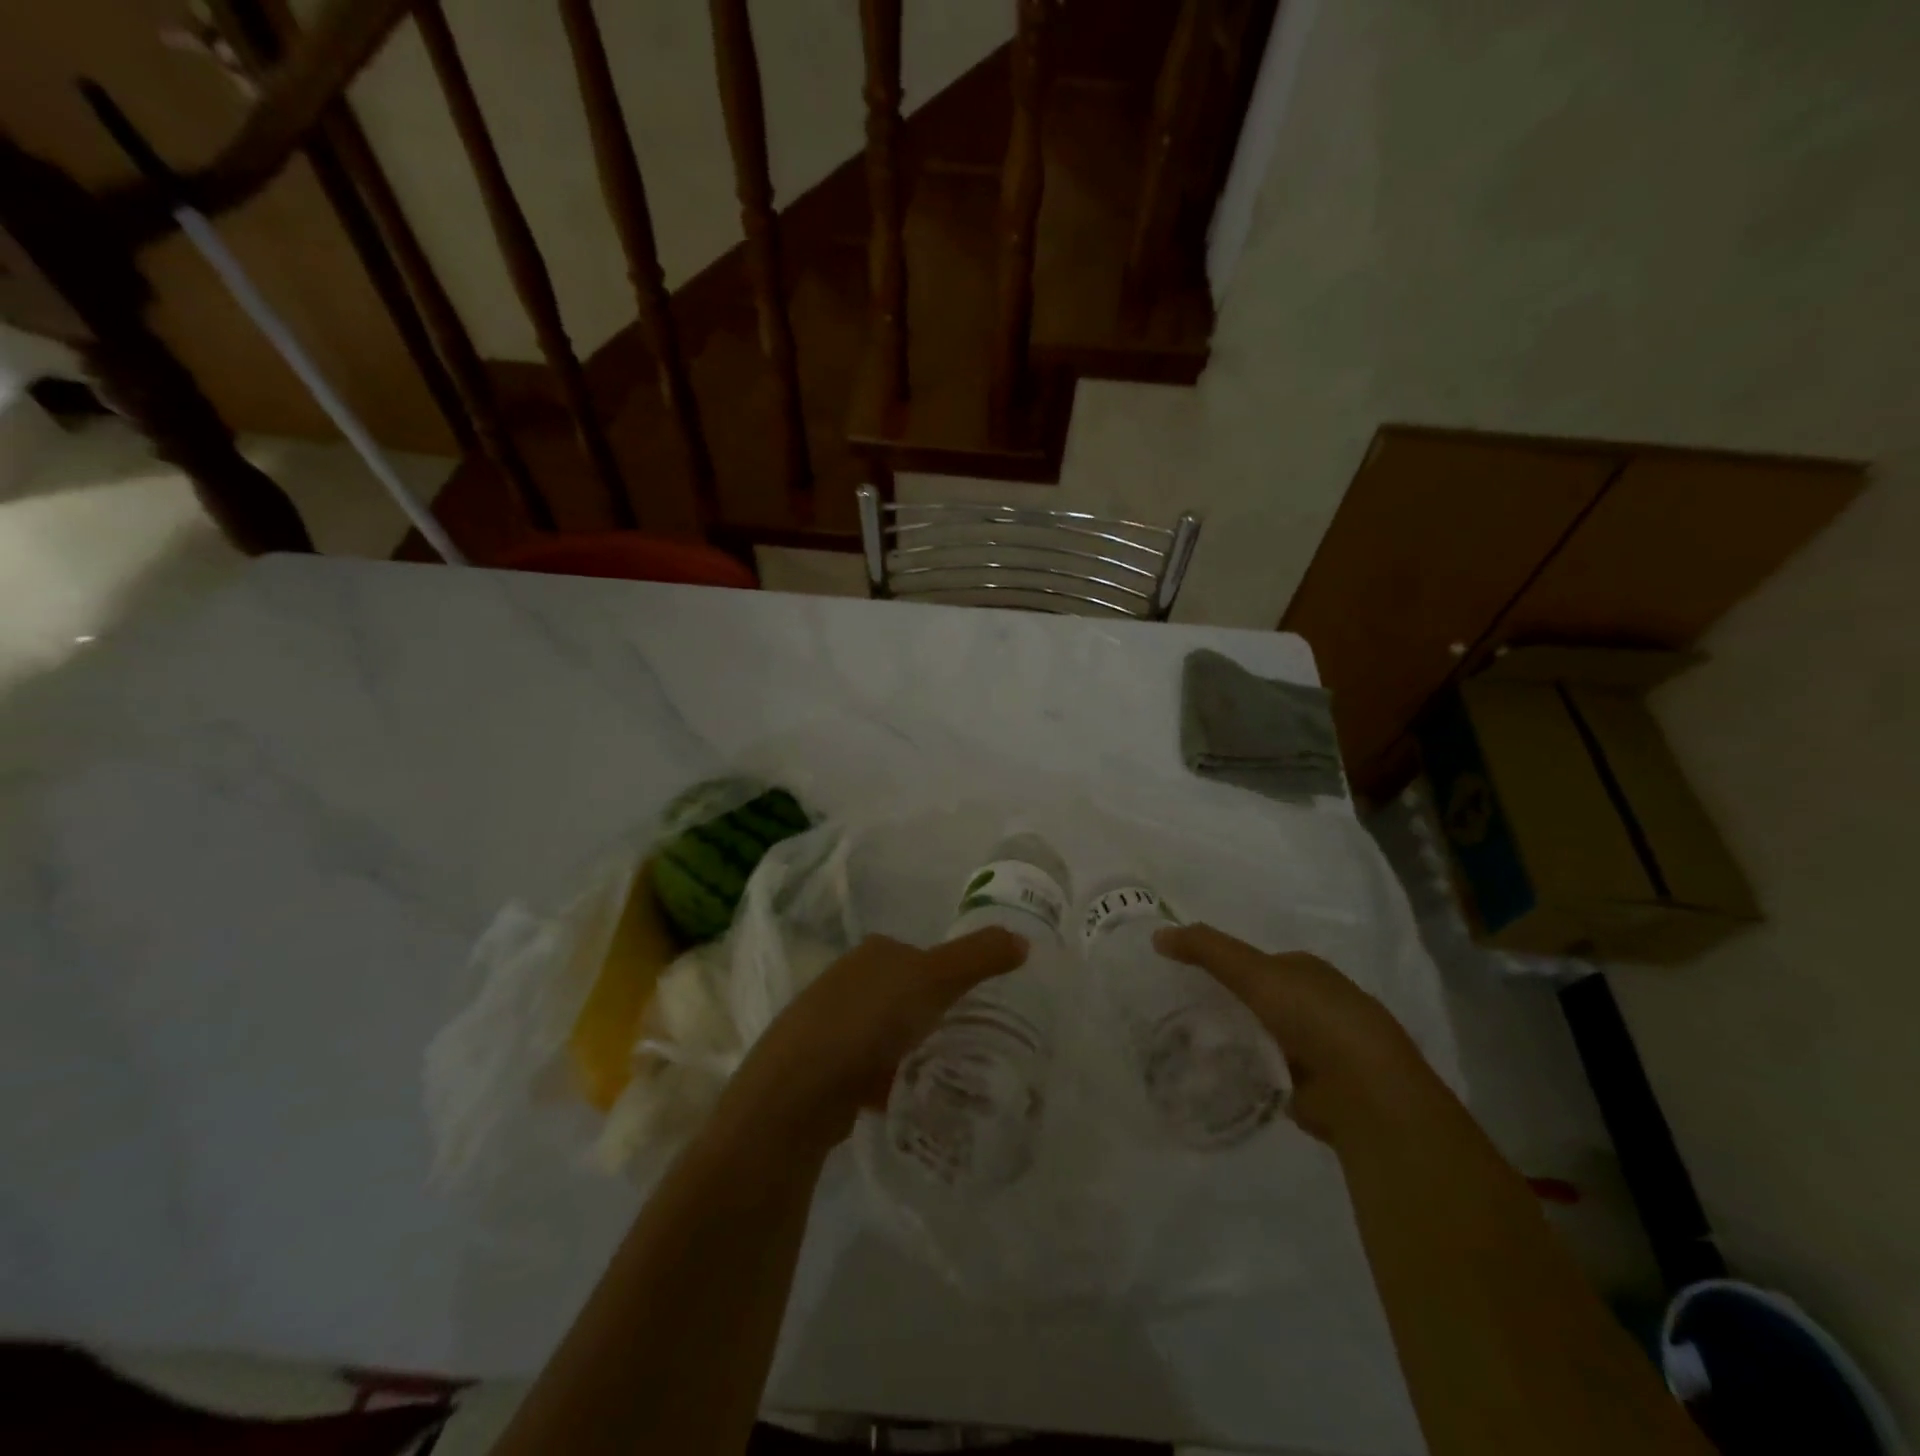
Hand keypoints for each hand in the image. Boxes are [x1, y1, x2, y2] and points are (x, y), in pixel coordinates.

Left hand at [718, 929, 1029, 1149]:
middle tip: (965, 1042)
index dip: (949, 975)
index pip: (920, 955)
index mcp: (873, 952)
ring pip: (883, 1032)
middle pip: (901, 993)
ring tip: (940, 1073)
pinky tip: (903, 1099)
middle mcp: (847, 979)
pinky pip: (865, 1068)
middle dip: (928, 1015)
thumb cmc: (869, 1021)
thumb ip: (979, 957)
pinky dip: (885, 1080)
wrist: (798, 1089)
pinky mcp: (819, 1066)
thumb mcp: (934, 980)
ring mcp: (828, 1023)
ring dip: (907, 1049)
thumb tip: (1023, 939)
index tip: (975, 1004)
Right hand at [1153, 922, 1435, 1142]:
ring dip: (1235, 1040)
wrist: (1366, 1094)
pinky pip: (1266, 1071)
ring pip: (1262, 1035)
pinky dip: (1245, 1072)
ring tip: (1187, 1045)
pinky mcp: (1313, 1088)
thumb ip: (1206, 950)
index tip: (1184, 977)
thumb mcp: (1254, 973)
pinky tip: (1215, 1076)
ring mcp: (1319, 1048)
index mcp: (1308, 971)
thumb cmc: (1314, 1019)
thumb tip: (1157, 933)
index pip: (1257, 962)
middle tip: (1178, 1012)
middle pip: (1259, 999)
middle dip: (1227, 1004)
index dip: (1222, 965)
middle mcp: (1317, 1004)